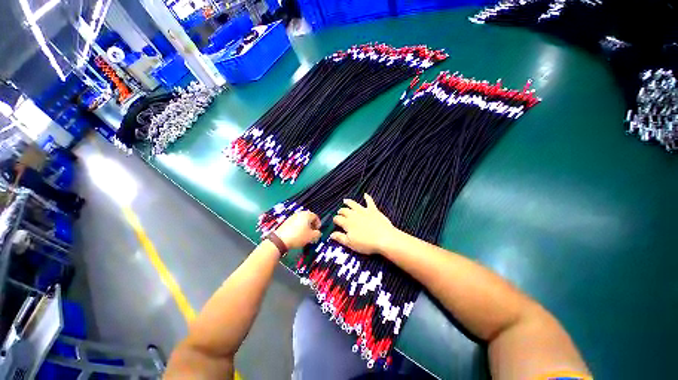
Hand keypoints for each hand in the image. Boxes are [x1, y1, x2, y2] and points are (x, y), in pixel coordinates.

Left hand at [274, 211, 321, 249]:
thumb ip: (318, 234)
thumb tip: (318, 233)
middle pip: (308, 218)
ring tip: (305, 236)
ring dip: (305, 227)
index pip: (316, 217)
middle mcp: (299, 214)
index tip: (317, 231)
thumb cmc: (298, 236)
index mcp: (306, 215)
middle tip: (312, 233)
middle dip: (311, 226)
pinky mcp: (286, 222)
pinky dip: (298, 228)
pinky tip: (297, 236)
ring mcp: (292, 217)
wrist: (280, 240)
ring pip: (302, 221)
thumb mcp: (311, 237)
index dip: (318, 224)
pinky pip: (295, 224)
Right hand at [330, 194, 396, 254]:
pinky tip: (365, 194)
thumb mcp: (350, 243)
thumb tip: (331, 234)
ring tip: (345, 200)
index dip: (335, 219)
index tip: (335, 221)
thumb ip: (340, 238)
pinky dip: (367, 197)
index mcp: (347, 223)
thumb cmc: (366, 243)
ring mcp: (363, 211)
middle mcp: (353, 215)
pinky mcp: (373, 210)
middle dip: (341, 211)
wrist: (384, 238)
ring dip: (349, 202)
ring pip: (354, 204)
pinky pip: (369, 201)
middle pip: (344, 211)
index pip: (337, 219)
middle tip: (339, 212)